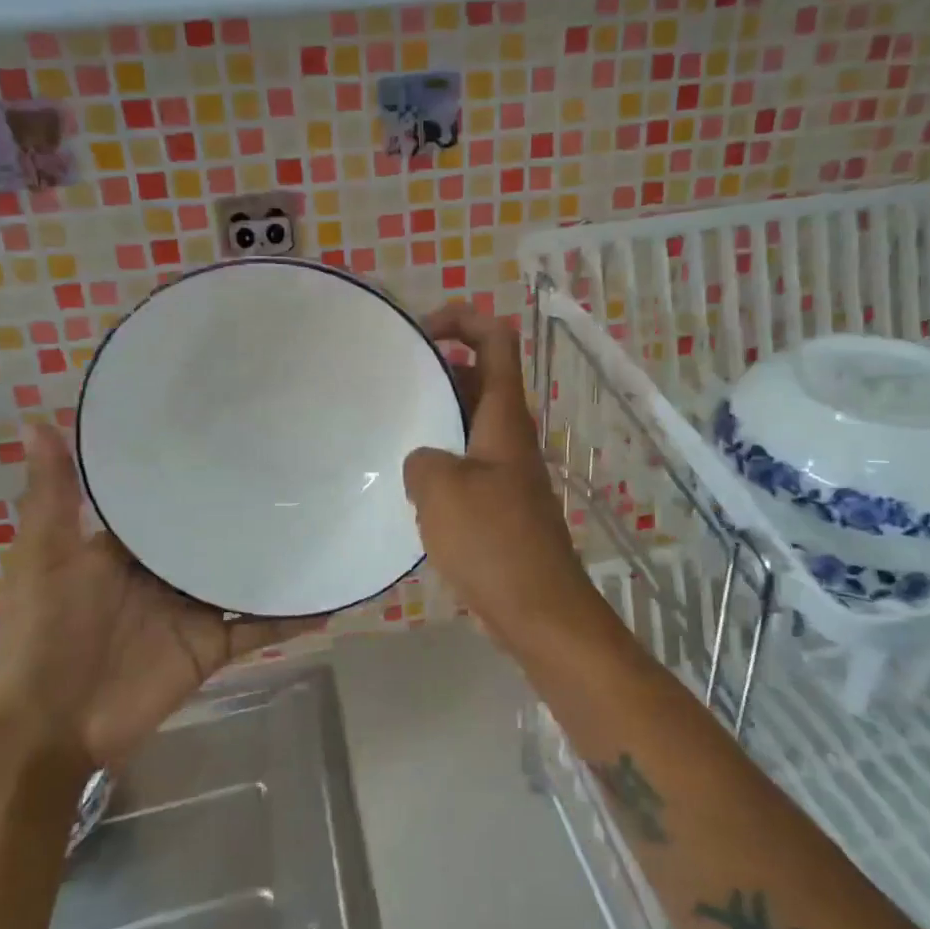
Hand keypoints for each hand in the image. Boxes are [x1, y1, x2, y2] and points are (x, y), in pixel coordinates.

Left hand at [0, 424, 321, 773]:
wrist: (51, 726)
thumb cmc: (44, 631)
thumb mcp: (44, 555)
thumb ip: (53, 495)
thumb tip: (38, 419)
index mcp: (129, 546)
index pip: (169, 498)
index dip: (197, 469)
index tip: (234, 431)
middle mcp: (166, 572)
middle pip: (214, 534)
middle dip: (246, 508)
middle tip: (297, 465)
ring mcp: (193, 609)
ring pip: (243, 575)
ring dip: (276, 557)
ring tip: (323, 519)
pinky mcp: (213, 645)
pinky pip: (259, 626)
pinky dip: (291, 617)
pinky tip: (328, 597)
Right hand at [402, 304, 599, 653]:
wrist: (539, 609)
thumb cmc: (493, 541)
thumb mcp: (441, 491)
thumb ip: (422, 459)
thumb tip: (423, 460)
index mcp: (504, 417)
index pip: (496, 339)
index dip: (463, 319)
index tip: (420, 332)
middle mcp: (510, 434)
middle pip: (479, 376)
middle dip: (439, 369)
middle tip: (391, 383)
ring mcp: (506, 469)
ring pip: (470, 421)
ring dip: (436, 416)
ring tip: (390, 427)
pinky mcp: (499, 502)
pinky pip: (467, 461)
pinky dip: (440, 457)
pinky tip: (408, 482)